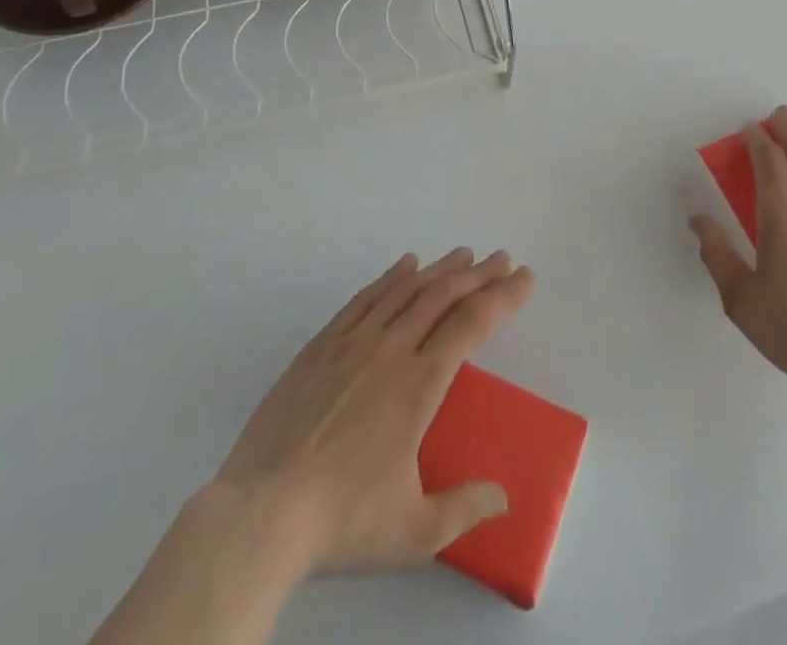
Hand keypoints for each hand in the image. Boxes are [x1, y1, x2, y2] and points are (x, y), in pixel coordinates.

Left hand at [206, 248, 536, 574]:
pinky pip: (365, 298)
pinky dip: (390, 277)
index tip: (525, 278)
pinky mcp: (322, 345)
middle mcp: (391, 350)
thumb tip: (503, 497)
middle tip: (502, 258)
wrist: (262, 510)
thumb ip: (462, 509)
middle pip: (443, 297)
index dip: (503, 298)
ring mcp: (353, 342)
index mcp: (418, 385)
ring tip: (463, 255)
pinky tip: (404, 265)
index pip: (472, 326)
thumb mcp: (413, 531)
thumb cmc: (342, 519)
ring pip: (406, 290)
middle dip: (479, 274)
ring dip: (440, 269)